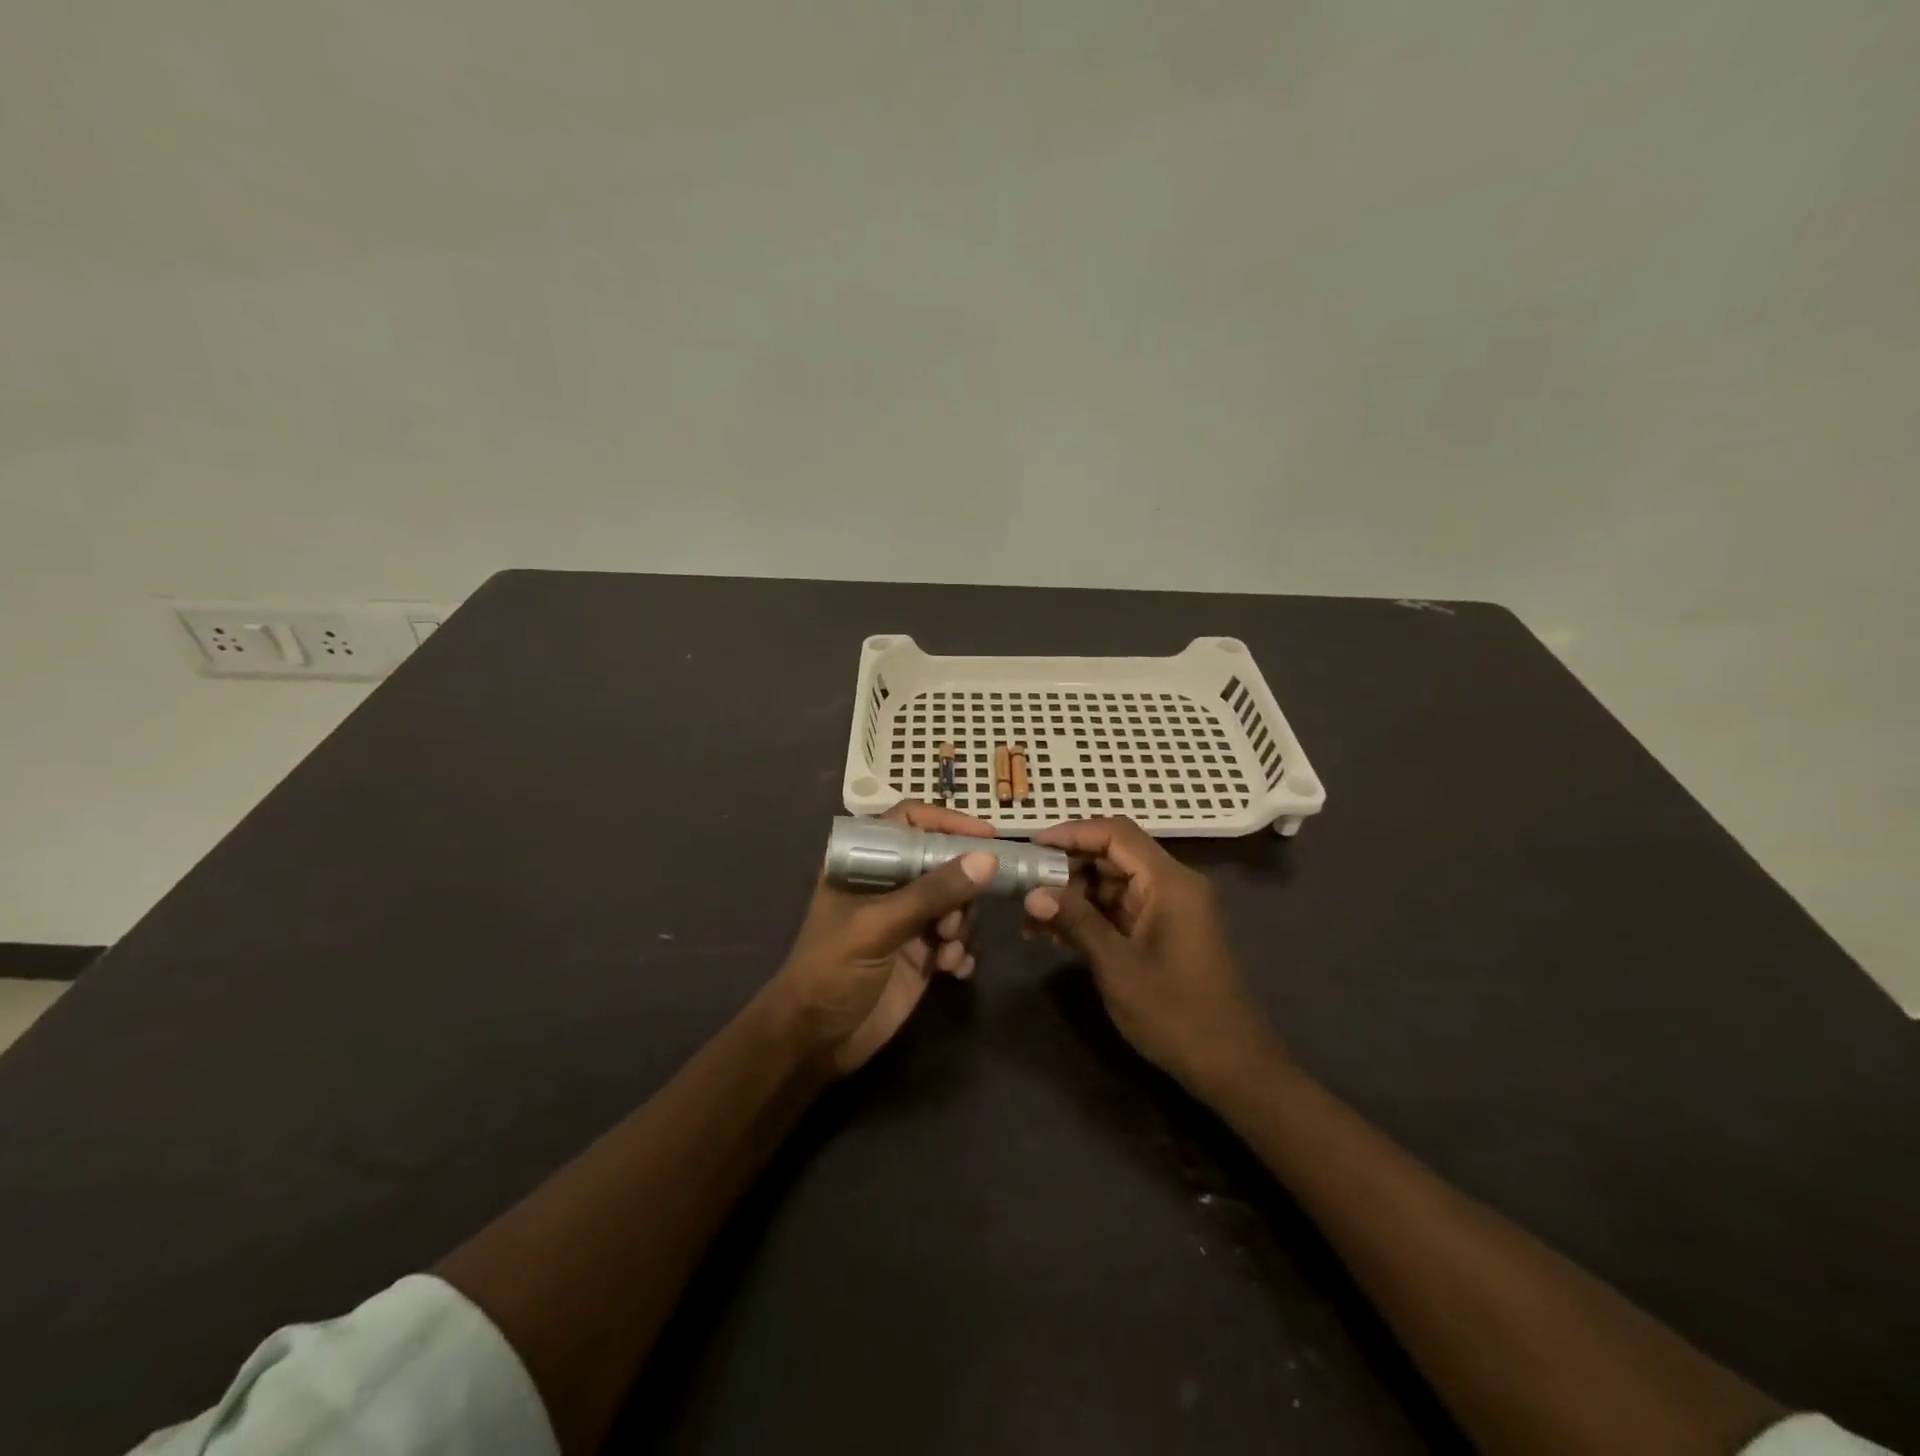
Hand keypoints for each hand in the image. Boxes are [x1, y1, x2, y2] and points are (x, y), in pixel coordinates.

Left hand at [771, 803, 997, 1074]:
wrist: (814, 1042)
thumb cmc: (831, 971)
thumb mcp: (878, 926)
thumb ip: (932, 892)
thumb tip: (988, 859)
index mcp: (865, 863)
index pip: (909, 822)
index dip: (947, 823)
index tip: (987, 838)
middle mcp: (888, 885)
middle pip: (943, 864)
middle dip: (959, 891)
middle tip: (951, 924)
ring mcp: (906, 920)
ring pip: (956, 903)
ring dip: (961, 926)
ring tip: (946, 953)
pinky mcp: (921, 955)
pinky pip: (958, 940)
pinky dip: (962, 952)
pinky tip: (954, 971)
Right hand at [1023, 817, 1280, 1095]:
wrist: (1231, 1065)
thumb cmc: (1176, 1014)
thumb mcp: (1117, 966)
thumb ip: (1076, 921)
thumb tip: (1033, 893)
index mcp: (1169, 882)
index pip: (1115, 833)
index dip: (1071, 833)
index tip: (1031, 848)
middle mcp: (1172, 884)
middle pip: (1112, 855)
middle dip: (1066, 868)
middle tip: (1025, 890)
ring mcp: (1170, 908)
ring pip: (1113, 882)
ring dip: (1074, 896)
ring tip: (1033, 921)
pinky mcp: (1164, 930)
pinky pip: (1121, 907)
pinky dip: (1091, 915)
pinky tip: (1059, 937)